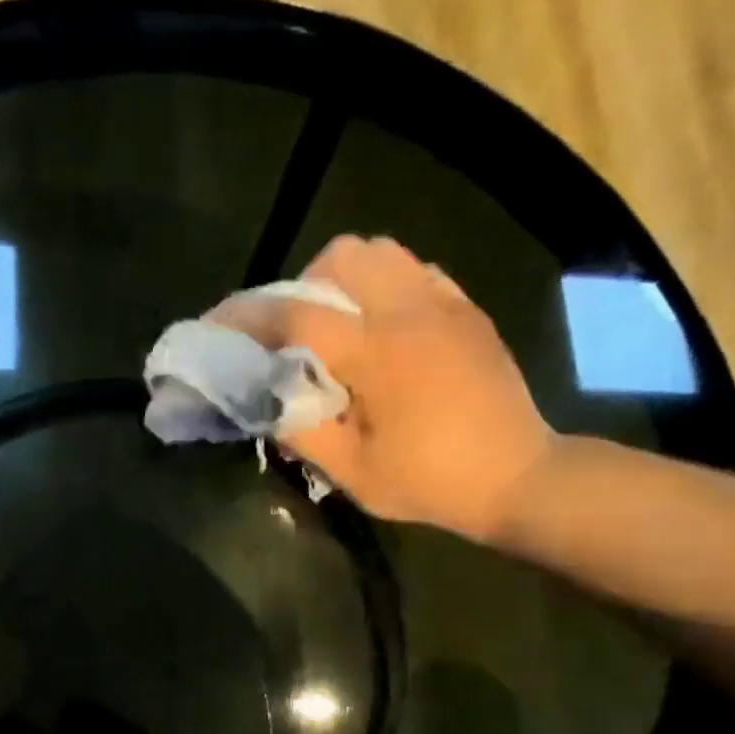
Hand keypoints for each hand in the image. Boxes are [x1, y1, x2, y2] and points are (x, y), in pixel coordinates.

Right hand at [210, 234, 554, 541]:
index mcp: (375, 352)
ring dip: (344, 278)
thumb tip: (266, 401)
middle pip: (341, 258)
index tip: (217, 325)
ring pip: (382, 252)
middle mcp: (409, 311)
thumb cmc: (430, 481)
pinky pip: (417, 270)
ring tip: (336, 323)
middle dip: (302, 284)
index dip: (248, 317)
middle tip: (293, 329)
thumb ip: (301, 431)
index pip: (296, 315)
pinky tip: (383, 325)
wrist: (517, 477)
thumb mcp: (352, 472)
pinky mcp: (467, 310)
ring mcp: (444, 304)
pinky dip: (386, 284)